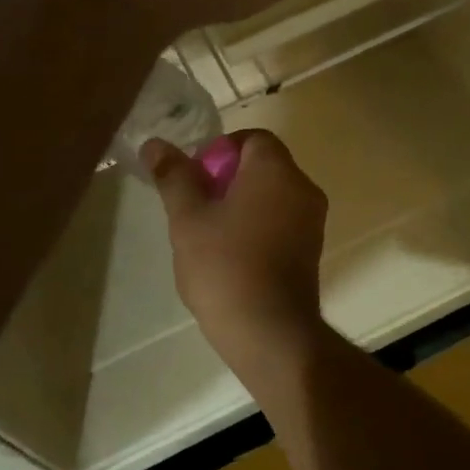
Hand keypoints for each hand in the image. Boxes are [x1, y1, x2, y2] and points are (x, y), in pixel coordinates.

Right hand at [140, 130, 328, 370]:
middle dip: (227, 180)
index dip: (219, 150)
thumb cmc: (225, 266)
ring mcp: (313, 221)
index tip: (195, 178)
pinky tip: (233, 257)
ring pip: (273, 196)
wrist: (270, 330)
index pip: (252, 138)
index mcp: (277, 170)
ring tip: (209, 236)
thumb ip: (174, 177)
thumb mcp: (188, 218)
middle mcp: (303, 188)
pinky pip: (283, 222)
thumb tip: (156, 145)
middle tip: (196, 208)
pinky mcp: (312, 250)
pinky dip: (259, 227)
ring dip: (242, 205)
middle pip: (264, 166)